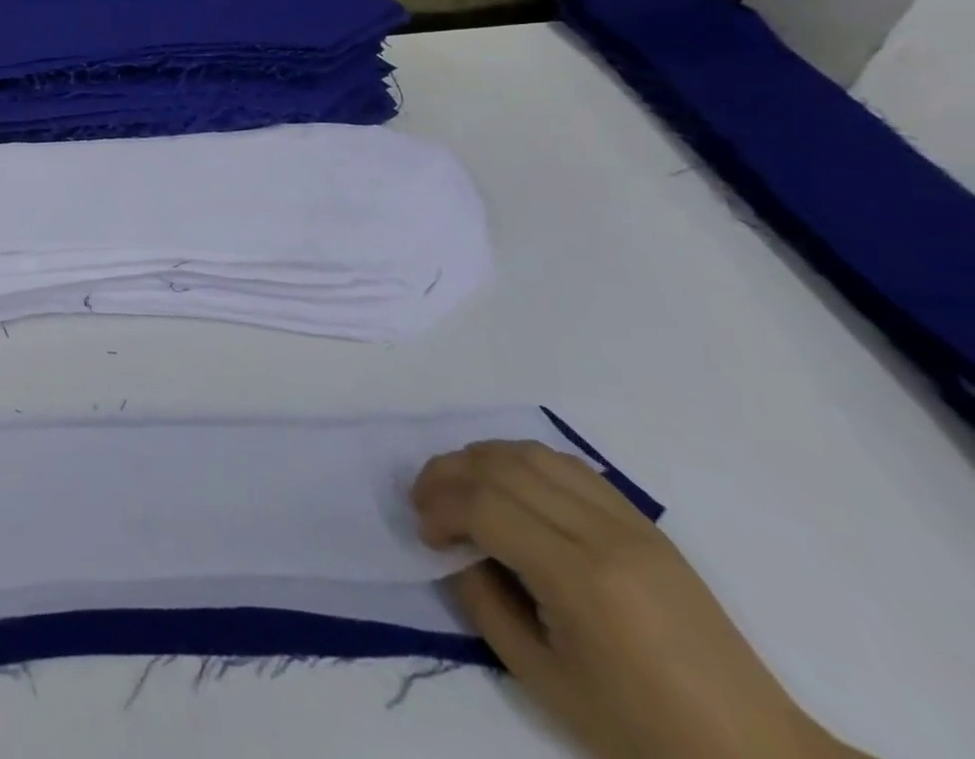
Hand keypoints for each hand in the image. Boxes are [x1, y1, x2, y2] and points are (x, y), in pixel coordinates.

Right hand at [412, 441, 864, 758]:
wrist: (756, 757)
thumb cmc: (645, 732)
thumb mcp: (546, 682)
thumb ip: (485, 606)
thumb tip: (456, 552)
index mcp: (581, 579)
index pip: (484, 506)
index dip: (439, 508)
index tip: (426, 536)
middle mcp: (602, 533)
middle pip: (499, 466)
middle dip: (446, 475)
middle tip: (426, 504)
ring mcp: (628, 521)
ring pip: (530, 452)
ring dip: (480, 460)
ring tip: (460, 489)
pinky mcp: (643, 521)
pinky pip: (567, 465)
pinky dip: (522, 462)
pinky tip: (510, 489)